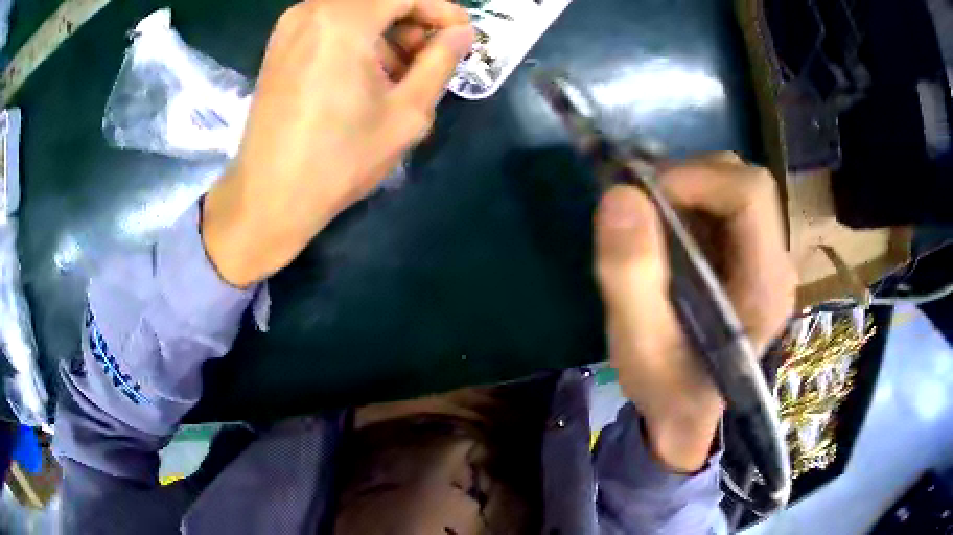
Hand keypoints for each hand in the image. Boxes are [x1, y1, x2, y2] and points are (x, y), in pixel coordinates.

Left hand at [202, 0, 473, 286]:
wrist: (269, 198)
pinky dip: (356, 39)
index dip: (440, 9)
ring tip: (400, 73)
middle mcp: (311, 11)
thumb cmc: (339, 159)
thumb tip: (461, 33)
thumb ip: (440, 62)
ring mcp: (289, 28)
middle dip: (412, 20)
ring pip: (354, 10)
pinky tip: (365, 76)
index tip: (461, 34)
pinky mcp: (278, 47)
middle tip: (431, 57)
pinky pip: (329, 25)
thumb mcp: (406, 113)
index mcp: (343, 21)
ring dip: (385, 31)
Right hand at [595, 154, 795, 471]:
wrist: (684, 415)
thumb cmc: (666, 390)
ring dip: (688, 190)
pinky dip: (689, 203)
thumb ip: (630, 276)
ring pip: (735, 188)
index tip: (643, 195)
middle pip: (746, 183)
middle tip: (642, 207)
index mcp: (765, 286)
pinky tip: (665, 234)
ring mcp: (765, 259)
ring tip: (651, 222)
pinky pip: (724, 207)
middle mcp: (776, 264)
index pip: (750, 194)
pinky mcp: (749, 258)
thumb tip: (620, 195)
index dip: (696, 178)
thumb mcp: (638, 346)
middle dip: (690, 180)